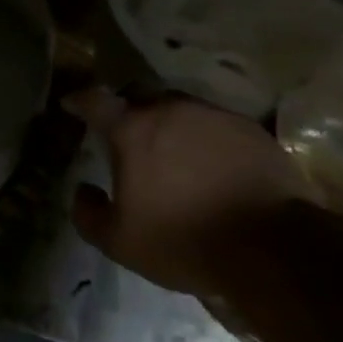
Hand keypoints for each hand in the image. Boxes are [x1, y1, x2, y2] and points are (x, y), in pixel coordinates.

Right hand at [66, 89, 320, 295]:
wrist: (270, 245)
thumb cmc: (184, 240)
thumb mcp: (121, 242)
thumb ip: (89, 214)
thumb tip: (81, 190)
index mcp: (132, 129)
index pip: (95, 100)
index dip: (80, 100)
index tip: (72, 104)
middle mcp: (169, 109)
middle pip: (139, 96)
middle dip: (128, 109)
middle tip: (126, 133)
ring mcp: (212, 114)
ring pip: (179, 107)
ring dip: (169, 122)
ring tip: (172, 150)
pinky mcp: (248, 128)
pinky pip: (215, 123)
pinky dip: (205, 137)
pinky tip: (212, 163)